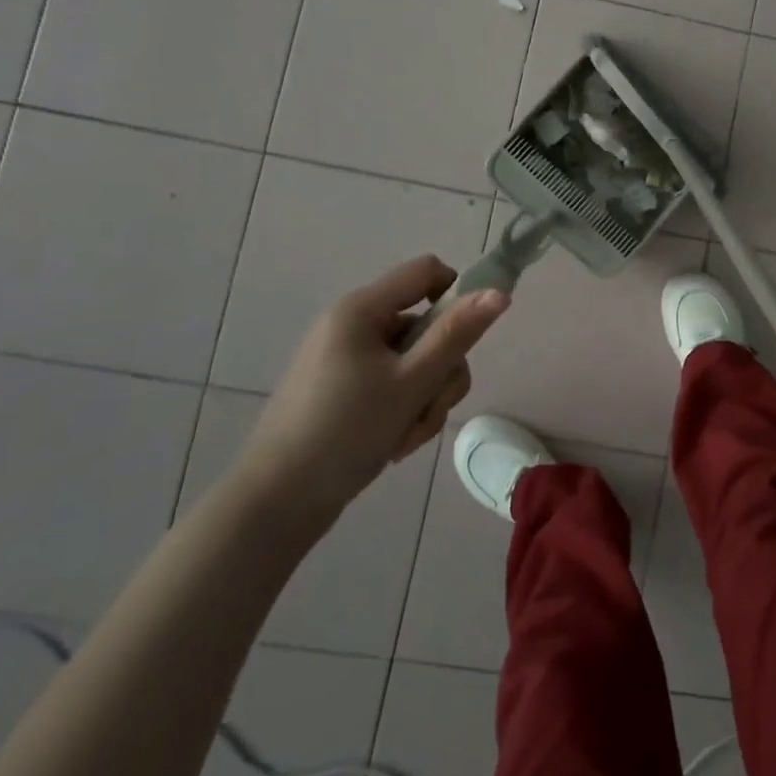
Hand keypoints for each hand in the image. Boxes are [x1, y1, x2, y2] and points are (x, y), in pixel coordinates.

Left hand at [238, 257, 509, 517]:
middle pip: (427, 325)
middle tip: (429, 408)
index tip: (467, 338)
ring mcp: (347, 360)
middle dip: (440, 371)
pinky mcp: (344, 391)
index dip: (458, 294)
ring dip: (425, 398)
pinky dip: (404, 410)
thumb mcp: (412, 382)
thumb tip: (499, 292)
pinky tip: (393, 444)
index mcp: (362, 309)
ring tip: (407, 436)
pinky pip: (394, 385)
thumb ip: (457, 334)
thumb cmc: (345, 431)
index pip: (427, 271)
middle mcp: (353, 325)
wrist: (275, 503)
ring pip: (416, 362)